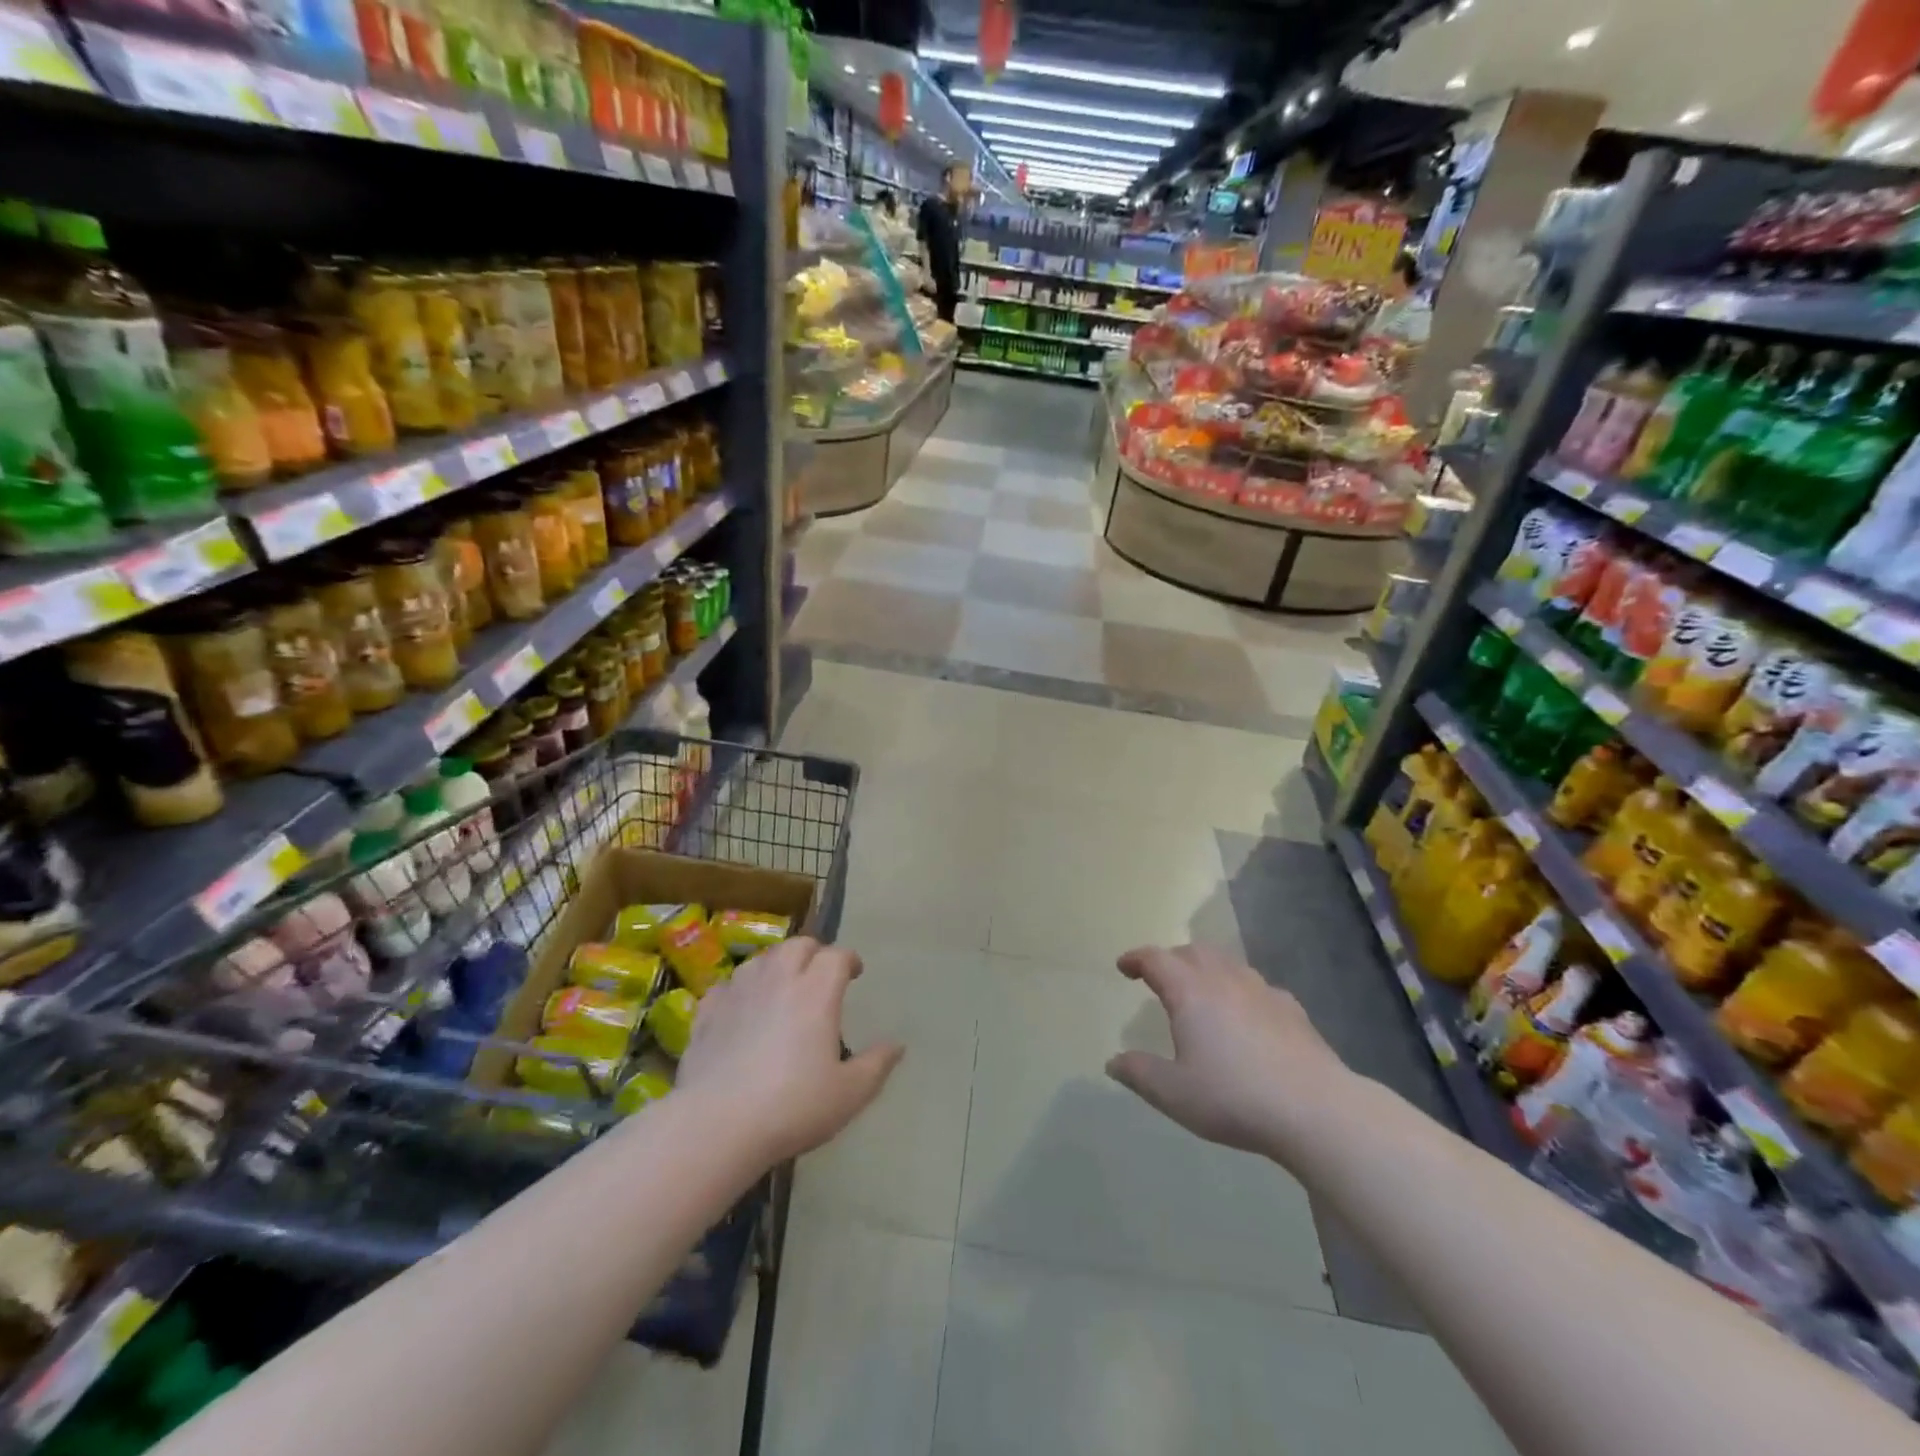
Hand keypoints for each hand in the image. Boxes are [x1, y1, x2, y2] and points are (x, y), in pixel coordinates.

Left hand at [675, 937, 903, 1163]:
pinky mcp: (706, 1012)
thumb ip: (876, 1065)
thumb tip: (897, 1046)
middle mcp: (778, 980)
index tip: (854, 973)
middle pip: (798, 945)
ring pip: (762, 959)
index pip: (836, 956)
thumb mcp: (848, 1094)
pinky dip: (741, 988)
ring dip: (777, 965)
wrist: (716, 1126)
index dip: (849, 960)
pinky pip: (727, 985)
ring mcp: (738, 992)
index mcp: (816, 992)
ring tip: (782, 986)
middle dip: (813, 953)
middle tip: (819, 975)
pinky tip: (741, 1007)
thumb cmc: (792, 1107)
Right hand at [1105, 944, 1347, 1160]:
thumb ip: (1139, 1074)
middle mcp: (1224, 980)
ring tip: (1200, 991)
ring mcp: (1262, 991)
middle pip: (1193, 952)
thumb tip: (1113, 1062)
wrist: (1316, 1110)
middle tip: (1160, 977)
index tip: (1124, 967)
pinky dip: (1239, 990)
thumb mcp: (1174, 1093)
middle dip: (1171, 959)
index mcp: (1190, 992)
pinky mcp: (1292, 1009)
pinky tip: (1246, 1015)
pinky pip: (1256, 986)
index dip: (1136, 959)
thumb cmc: (1234, 1097)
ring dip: (1206, 969)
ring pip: (1227, 963)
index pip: (1156, 959)